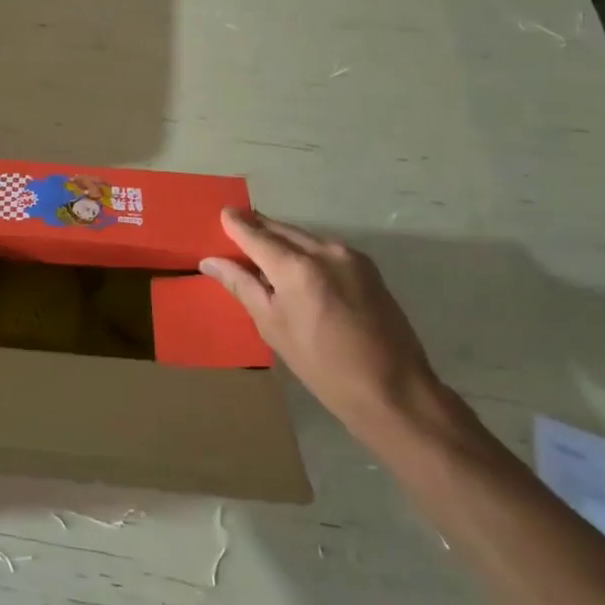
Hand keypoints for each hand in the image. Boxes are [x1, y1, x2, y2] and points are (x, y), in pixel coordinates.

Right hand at [201, 209, 443, 437]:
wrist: (394, 390)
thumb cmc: (323, 365)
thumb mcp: (273, 327)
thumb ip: (242, 286)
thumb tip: (210, 262)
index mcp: (296, 267)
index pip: (256, 234)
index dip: (236, 224)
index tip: (223, 214)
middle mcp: (324, 250)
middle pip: (281, 230)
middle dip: (258, 229)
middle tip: (236, 232)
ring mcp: (350, 257)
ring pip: (304, 238)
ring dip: (282, 241)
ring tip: (263, 254)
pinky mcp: (367, 267)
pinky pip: (325, 249)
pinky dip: (305, 252)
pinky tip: (297, 269)